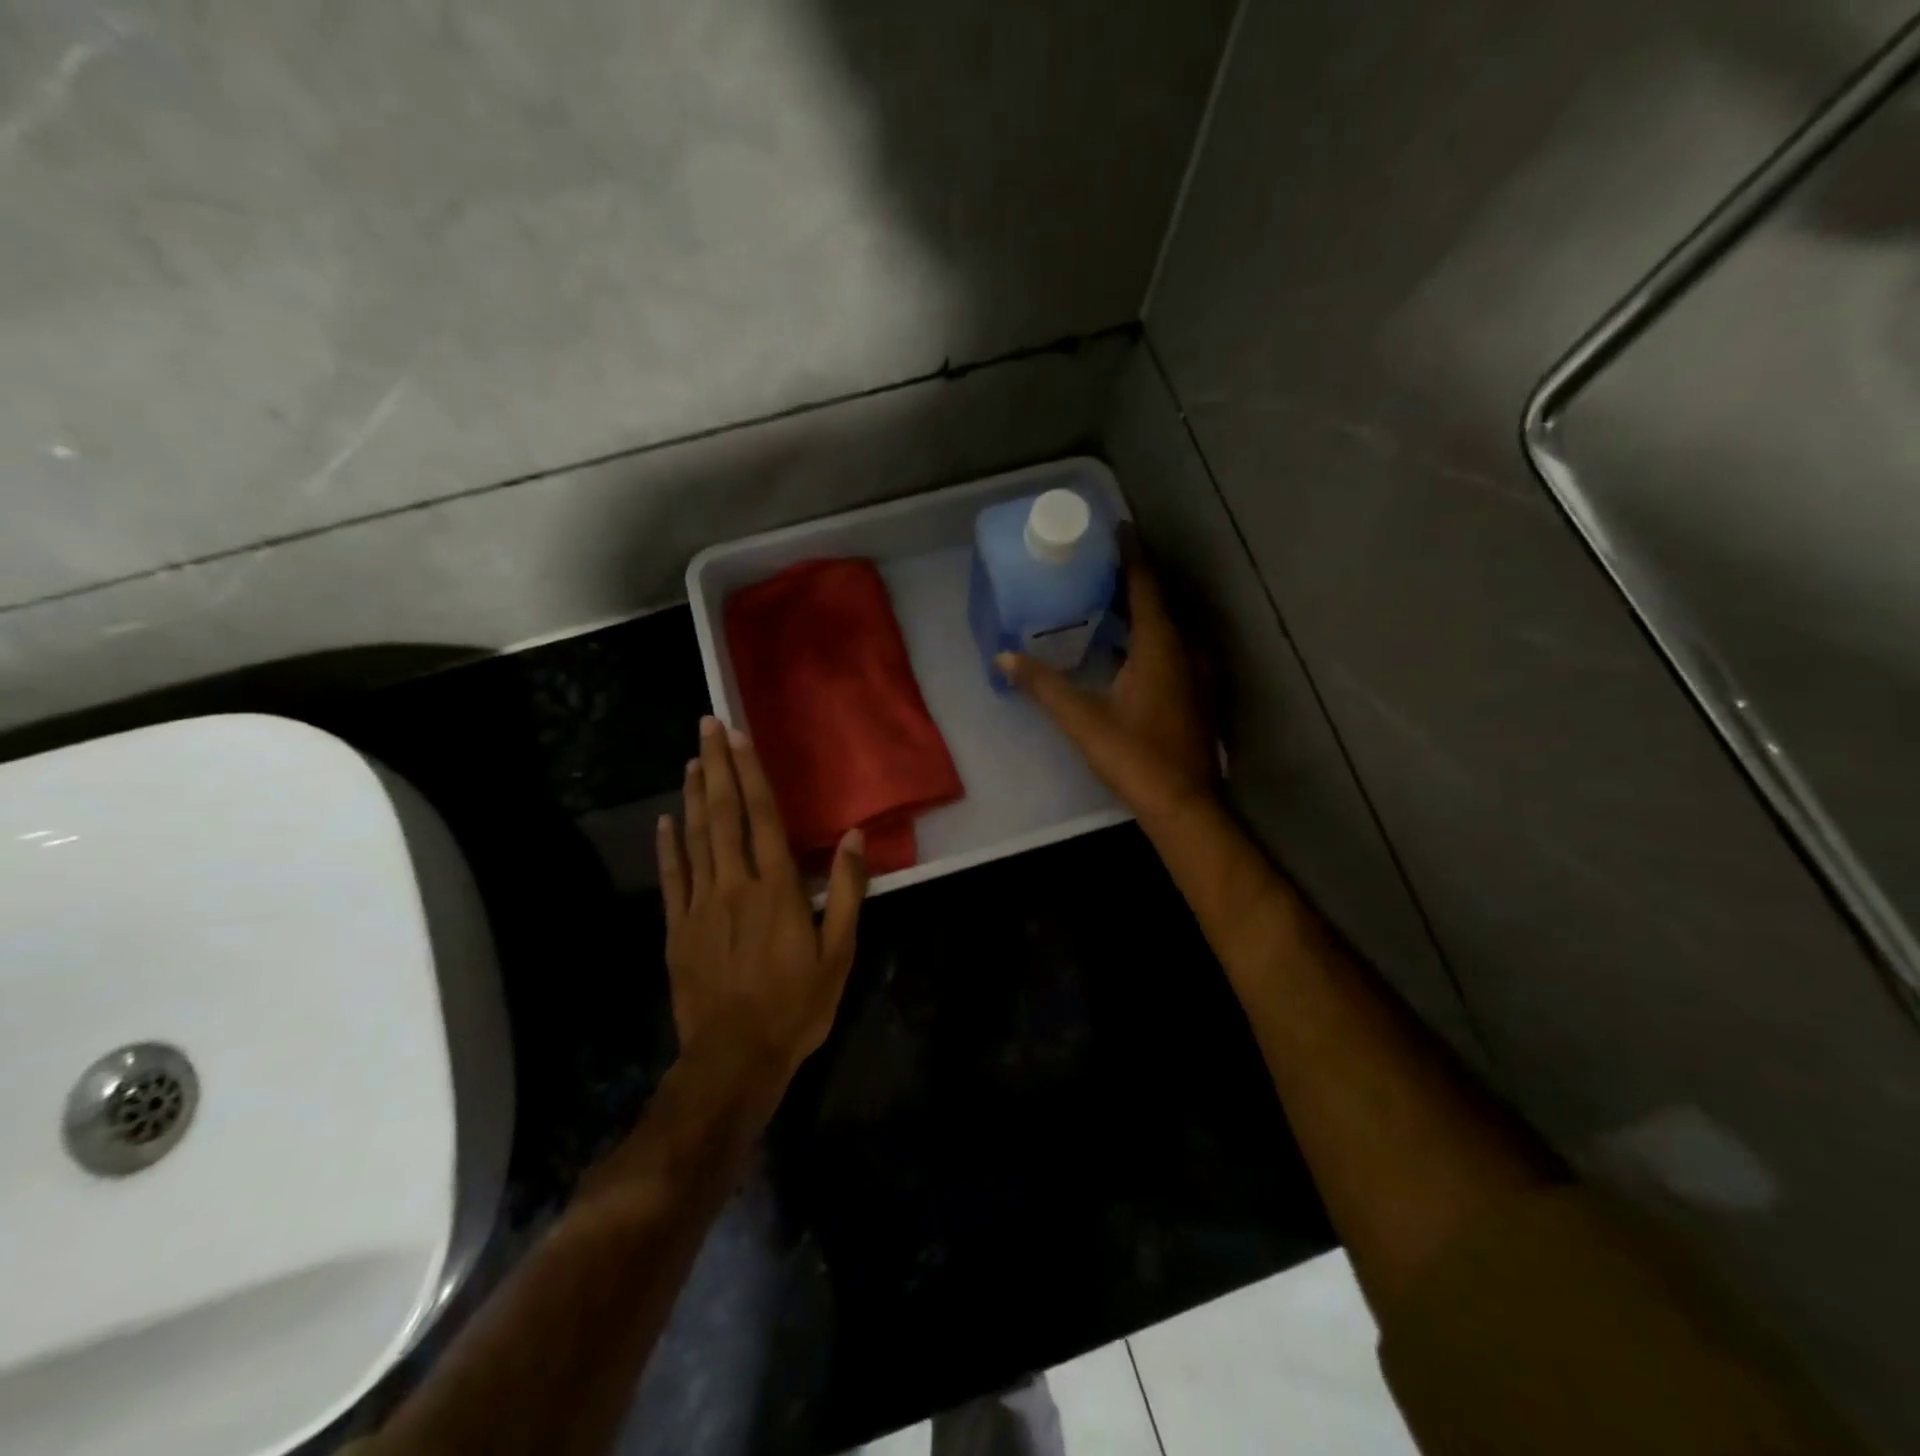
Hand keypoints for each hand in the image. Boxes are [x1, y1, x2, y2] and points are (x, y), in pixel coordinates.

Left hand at [656, 717, 868, 1089]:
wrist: (735, 1058)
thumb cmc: (795, 1006)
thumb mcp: (839, 954)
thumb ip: (846, 892)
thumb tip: (854, 836)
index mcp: (777, 889)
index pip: (764, 817)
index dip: (751, 773)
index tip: (738, 736)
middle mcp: (736, 885)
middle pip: (723, 815)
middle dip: (716, 767)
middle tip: (706, 726)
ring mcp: (701, 906)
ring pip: (695, 839)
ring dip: (692, 796)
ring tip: (690, 760)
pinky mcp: (677, 929)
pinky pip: (671, 879)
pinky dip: (668, 847)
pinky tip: (664, 821)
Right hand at [997, 535, 1215, 825]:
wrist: (1183, 803)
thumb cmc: (1134, 756)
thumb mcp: (1082, 719)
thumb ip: (1044, 685)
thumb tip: (1004, 656)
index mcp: (1160, 646)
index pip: (1145, 585)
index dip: (1131, 555)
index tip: (1118, 527)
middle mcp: (1185, 650)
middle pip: (1158, 602)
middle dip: (1131, 581)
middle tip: (1097, 566)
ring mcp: (1196, 673)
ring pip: (1166, 629)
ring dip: (1139, 612)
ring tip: (1105, 602)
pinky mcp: (1195, 694)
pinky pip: (1171, 650)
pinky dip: (1148, 639)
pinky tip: (1124, 651)